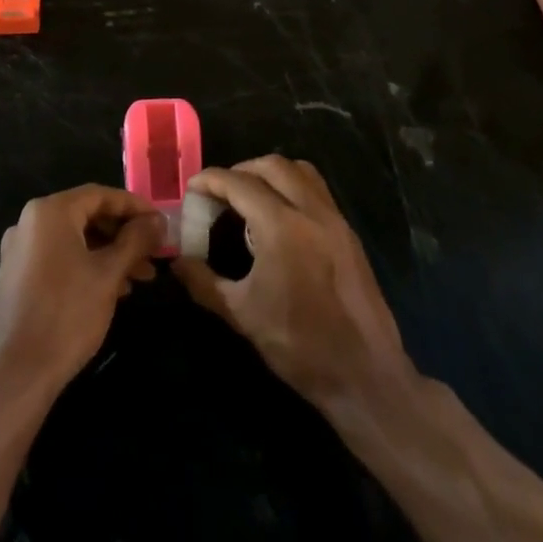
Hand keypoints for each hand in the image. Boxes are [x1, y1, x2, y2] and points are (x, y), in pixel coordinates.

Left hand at [0, 184, 163, 397]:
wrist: (12, 375)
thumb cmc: (65, 315)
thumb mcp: (108, 275)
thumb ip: (135, 241)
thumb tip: (158, 221)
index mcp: (50, 212)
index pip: (100, 195)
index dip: (134, 206)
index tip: (160, 224)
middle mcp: (30, 222)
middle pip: (86, 216)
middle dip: (123, 234)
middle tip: (153, 255)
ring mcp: (19, 250)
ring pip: (74, 240)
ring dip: (108, 253)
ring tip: (139, 279)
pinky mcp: (16, 277)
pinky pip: (59, 258)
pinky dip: (87, 266)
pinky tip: (110, 291)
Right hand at [173, 156, 414, 412]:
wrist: (365, 375)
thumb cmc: (299, 345)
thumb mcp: (242, 314)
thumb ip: (204, 282)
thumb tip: (177, 262)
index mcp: (282, 226)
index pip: (239, 184)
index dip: (211, 180)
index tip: (192, 188)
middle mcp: (311, 211)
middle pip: (272, 166)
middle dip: (241, 170)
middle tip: (220, 192)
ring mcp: (335, 220)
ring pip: (301, 171)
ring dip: (271, 174)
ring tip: (250, 197)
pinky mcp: (349, 234)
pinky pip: (318, 191)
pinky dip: (294, 188)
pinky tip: (281, 218)